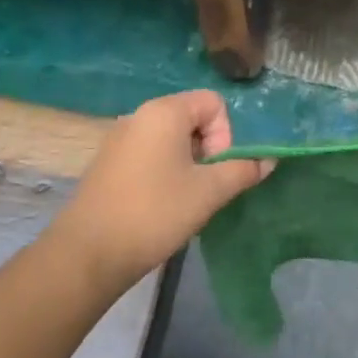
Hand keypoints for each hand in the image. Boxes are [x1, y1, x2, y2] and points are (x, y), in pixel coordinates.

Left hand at [40, 90, 273, 294]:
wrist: (88, 254)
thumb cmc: (154, 213)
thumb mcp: (209, 192)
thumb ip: (243, 170)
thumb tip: (269, 160)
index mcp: (164, 112)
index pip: (213, 103)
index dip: (225, 134)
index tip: (216, 169)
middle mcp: (139, 116)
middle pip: (192, 118)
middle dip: (209, 149)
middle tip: (205, 186)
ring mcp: (119, 139)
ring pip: (171, 139)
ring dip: (188, 163)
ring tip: (185, 198)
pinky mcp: (108, 163)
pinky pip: (150, 154)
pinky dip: (165, 171)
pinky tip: (161, 204)